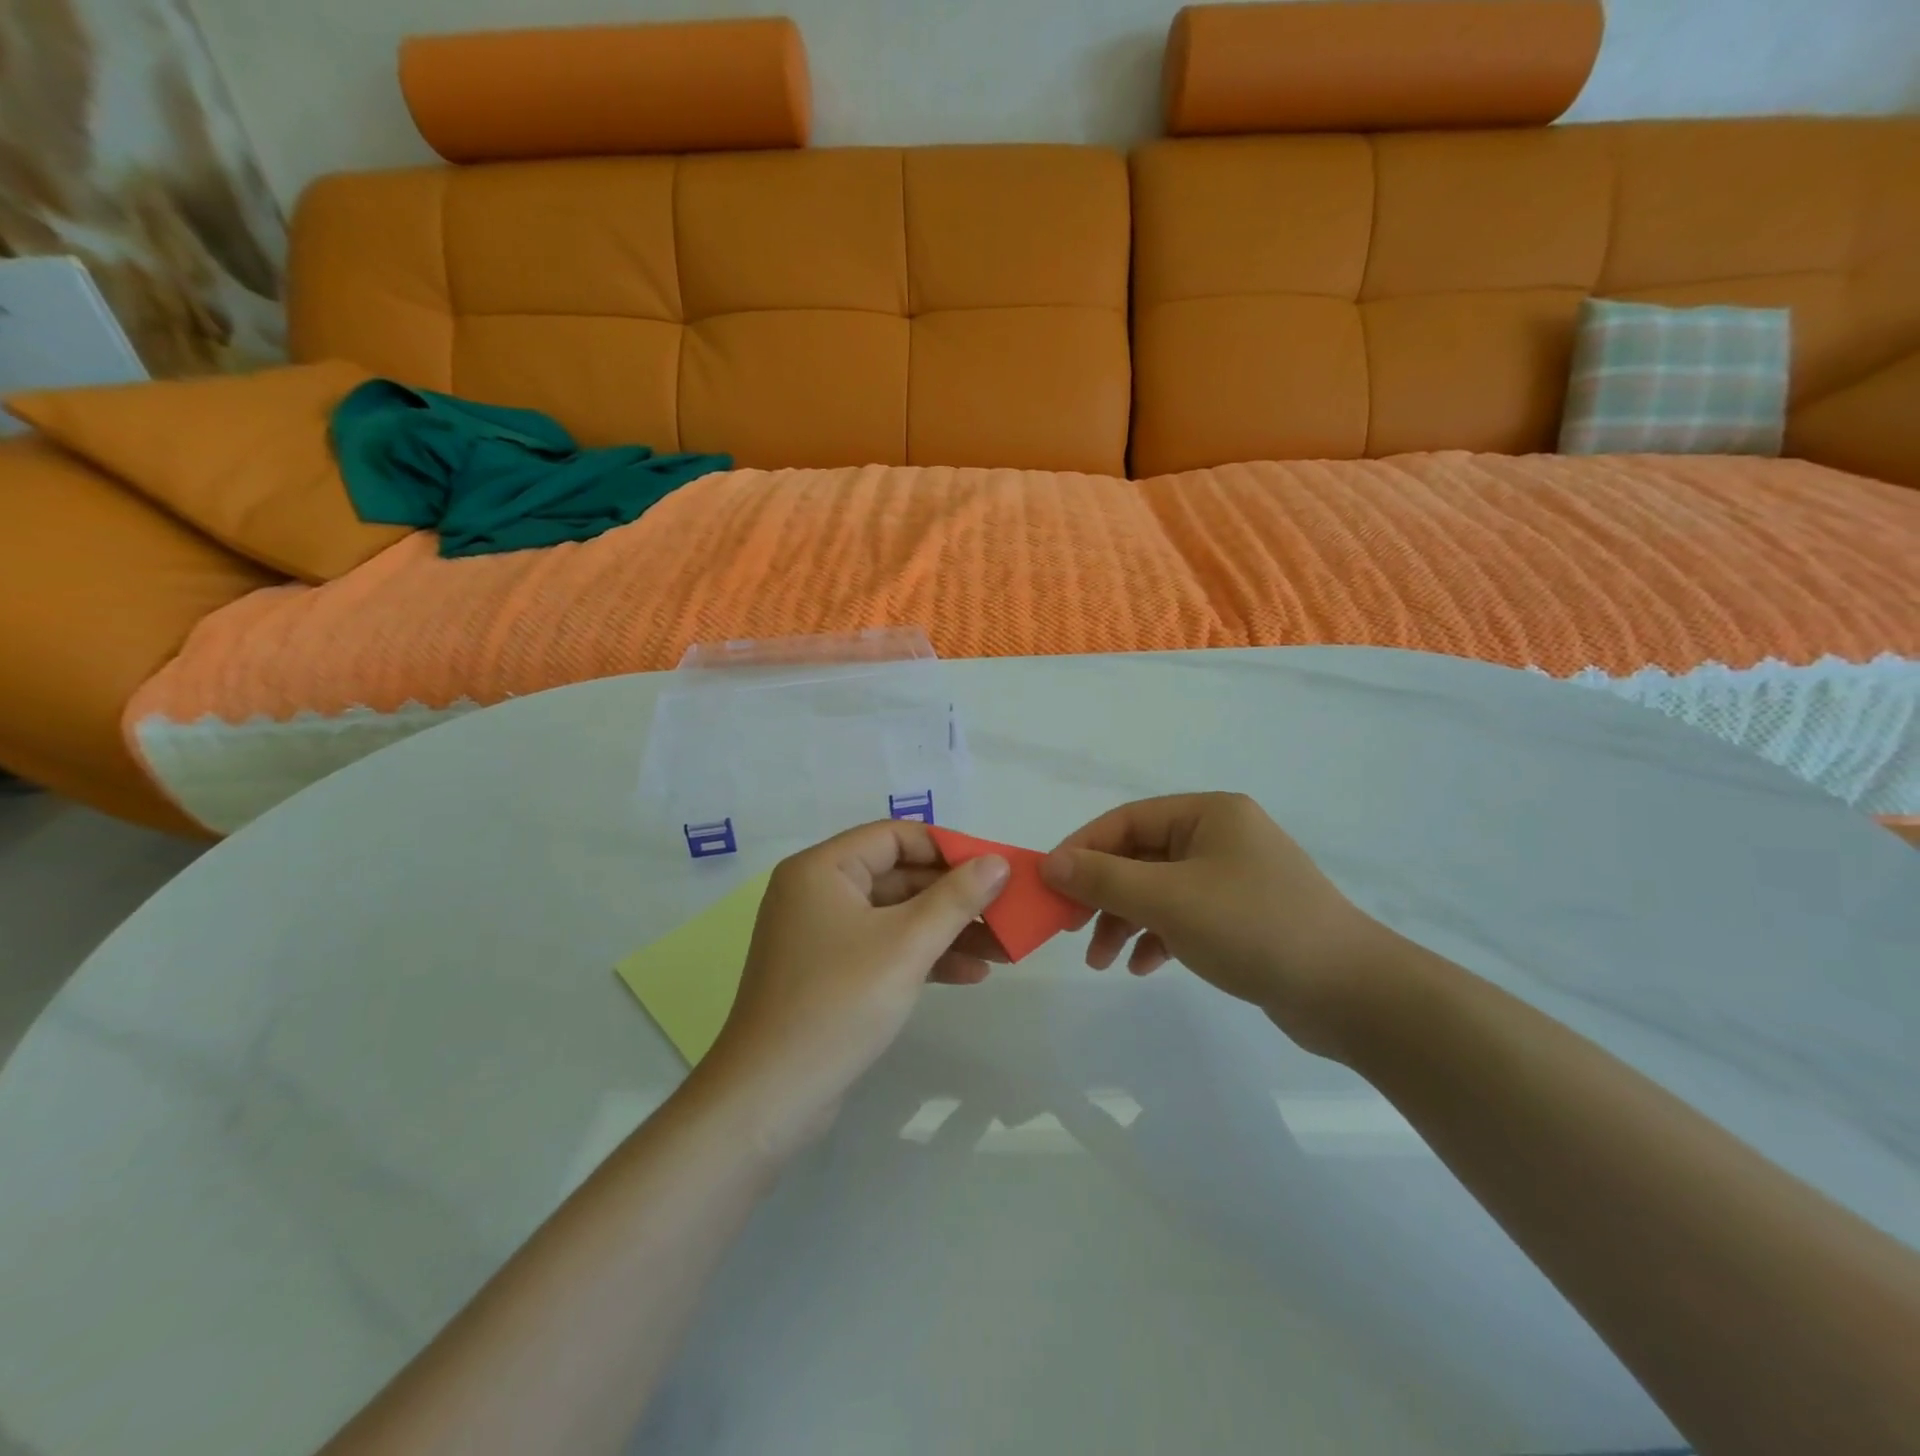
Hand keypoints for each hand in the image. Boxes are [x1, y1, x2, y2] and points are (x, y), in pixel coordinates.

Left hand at [699, 821, 1009, 1153]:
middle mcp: (818, 892)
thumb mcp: (906, 945)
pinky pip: (885, 949)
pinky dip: (924, 957)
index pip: (895, 836)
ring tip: (1004, 949)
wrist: (769, 1097)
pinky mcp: (831, 973)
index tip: (995, 869)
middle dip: (956, 897)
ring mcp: (823, 935)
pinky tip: (971, 975)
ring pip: (897, 917)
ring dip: (948, 930)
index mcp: (823, 869)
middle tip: (1007, 912)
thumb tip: (998, 862)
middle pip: (899, 876)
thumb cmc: (838, 1004)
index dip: (949, 848)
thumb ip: (956, 899)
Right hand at [1042, 793, 1384, 1057]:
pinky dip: (1157, 937)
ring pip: (1158, 890)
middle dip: (1102, 893)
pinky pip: (1183, 917)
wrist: (1351, 994)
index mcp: (1208, 814)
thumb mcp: (1169, 899)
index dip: (1082, 849)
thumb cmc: (1254, 928)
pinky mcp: (1242, 917)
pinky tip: (1143, 967)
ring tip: (1101, 960)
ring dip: (1125, 921)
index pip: (1126, 820)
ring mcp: (1233, 878)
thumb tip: (1050, 863)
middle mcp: (1220, 837)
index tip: (1048, 884)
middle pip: (1140, 856)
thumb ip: (1105, 878)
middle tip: (1069, 926)